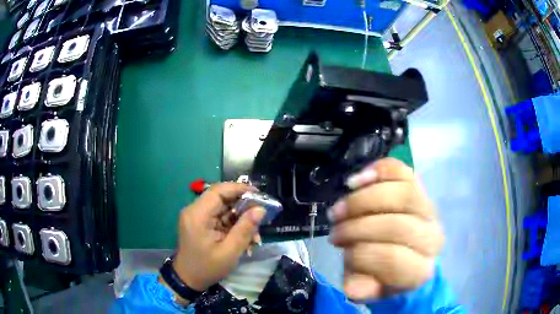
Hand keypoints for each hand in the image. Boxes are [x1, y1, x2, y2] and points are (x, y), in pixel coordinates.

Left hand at [172, 182, 265, 291]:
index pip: (218, 191)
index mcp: (198, 214)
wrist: (188, 280)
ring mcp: (197, 217)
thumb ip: (245, 229)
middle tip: (261, 216)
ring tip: (255, 237)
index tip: (259, 195)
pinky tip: (246, 240)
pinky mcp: (201, 224)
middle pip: (222, 198)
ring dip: (241, 220)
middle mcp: (195, 211)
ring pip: (224, 209)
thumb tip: (261, 210)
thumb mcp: (229, 252)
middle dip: (244, 207)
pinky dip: (234, 227)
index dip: (239, 189)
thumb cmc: (207, 268)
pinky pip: (221, 218)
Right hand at [328, 158, 443, 300]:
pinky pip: (402, 171)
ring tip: (339, 209)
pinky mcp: (421, 186)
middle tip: (334, 230)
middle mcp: (432, 237)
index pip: (392, 258)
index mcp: (420, 269)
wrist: (407, 252)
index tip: (340, 251)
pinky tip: (356, 182)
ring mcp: (429, 208)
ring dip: (362, 200)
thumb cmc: (386, 272)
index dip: (359, 254)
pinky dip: (377, 171)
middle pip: (397, 225)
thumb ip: (362, 288)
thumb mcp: (370, 287)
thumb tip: (353, 287)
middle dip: (357, 227)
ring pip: (402, 193)